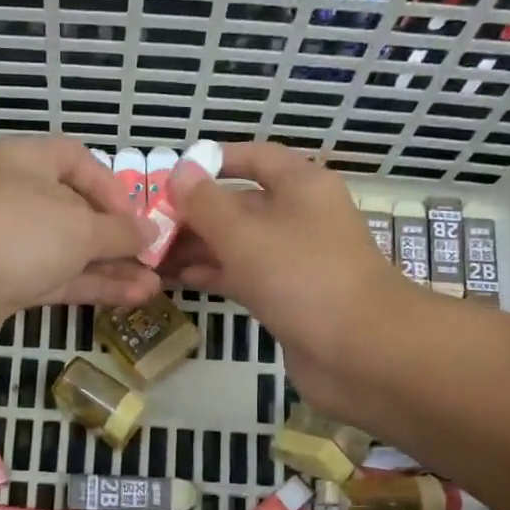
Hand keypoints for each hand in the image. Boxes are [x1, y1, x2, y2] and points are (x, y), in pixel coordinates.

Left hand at [0, 138, 157, 400]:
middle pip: (75, 211)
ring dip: (110, 268)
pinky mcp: (4, 284)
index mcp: (28, 162)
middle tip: (154, 260)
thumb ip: (119, 232)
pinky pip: (56, 280)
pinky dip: (90, 287)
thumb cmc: (15, 234)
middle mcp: (17, 197)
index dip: (111, 187)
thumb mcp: (78, 227)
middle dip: (116, 237)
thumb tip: (151, 231)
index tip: (136, 219)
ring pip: (68, 252)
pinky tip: (129, 298)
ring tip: (154, 287)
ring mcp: (8, 244)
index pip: (77, 161)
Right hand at [165, 142, 406, 417]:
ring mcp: (295, 260)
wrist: (361, 351)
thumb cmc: (302, 277)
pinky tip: (180, 279)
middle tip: (148, 226)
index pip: (254, 158)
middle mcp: (299, 217)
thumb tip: (179, 172)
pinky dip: (215, 274)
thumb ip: (206, 204)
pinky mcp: (289, 297)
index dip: (214, 162)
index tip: (172, 176)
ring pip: (239, 244)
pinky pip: (245, 276)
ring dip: (199, 247)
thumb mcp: (245, 234)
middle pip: (241, 204)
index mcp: (301, 186)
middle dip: (196, 213)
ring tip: (153, 255)